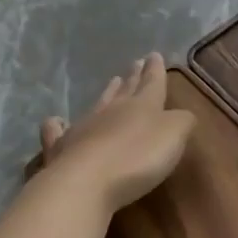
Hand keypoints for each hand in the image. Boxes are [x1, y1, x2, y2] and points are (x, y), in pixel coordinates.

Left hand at [35, 52, 194, 213]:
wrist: (87, 182)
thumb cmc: (139, 158)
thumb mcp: (174, 135)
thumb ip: (182, 121)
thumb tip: (181, 115)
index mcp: (143, 106)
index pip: (152, 83)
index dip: (155, 70)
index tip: (154, 55)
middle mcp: (112, 111)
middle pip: (126, 91)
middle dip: (134, 77)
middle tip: (136, 63)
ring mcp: (84, 128)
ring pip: (98, 104)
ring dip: (107, 93)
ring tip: (113, 82)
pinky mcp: (62, 150)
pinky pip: (57, 132)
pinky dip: (57, 126)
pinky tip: (55, 121)